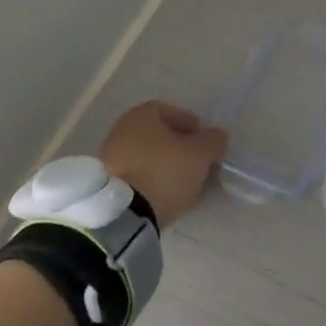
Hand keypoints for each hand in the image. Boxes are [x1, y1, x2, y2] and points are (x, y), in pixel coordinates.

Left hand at [99, 101, 228, 228]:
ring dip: (167, 167)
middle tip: (198, 163)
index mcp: (141, 115)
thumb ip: (214, 141)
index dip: (191, 123)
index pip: (170, 111)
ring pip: (147, 158)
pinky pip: (137, 177)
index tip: (205, 140)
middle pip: (158, 135)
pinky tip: (167, 196)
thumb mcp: (200, 154)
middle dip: (180, 147)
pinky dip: (153, 182)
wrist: (123, 214)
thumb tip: (217, 136)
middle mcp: (121, 130)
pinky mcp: (107, 186)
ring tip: (185, 184)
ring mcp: (110, 159)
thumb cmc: (164, 171)